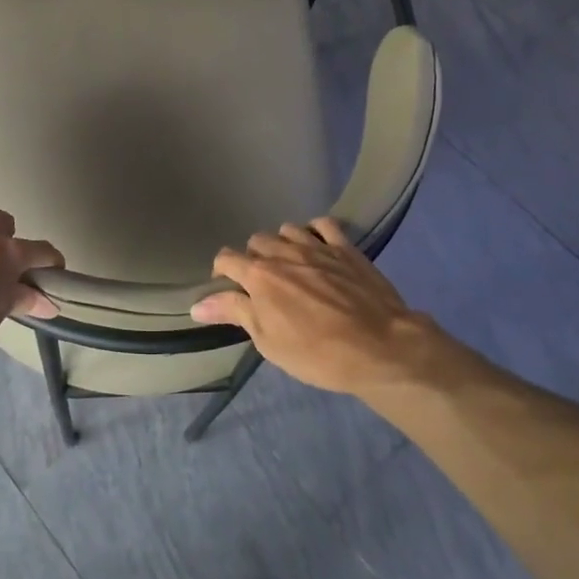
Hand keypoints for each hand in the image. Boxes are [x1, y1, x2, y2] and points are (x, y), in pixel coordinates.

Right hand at [190, 219, 458, 397]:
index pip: (226, 260)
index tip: (229, 291)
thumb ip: (234, 313)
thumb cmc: (318, 354)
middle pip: (256, 242)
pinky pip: (323, 224)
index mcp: (260, 276)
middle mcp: (283, 253)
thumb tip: (197, 304)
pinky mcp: (345, 248)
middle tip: (264, 285)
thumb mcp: (269, 342)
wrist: (381, 348)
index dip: (222, 273)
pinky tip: (317, 246)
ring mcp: (316, 247)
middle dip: (253, 259)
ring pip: (286, 230)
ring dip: (282, 244)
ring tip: (291, 266)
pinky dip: (315, 231)